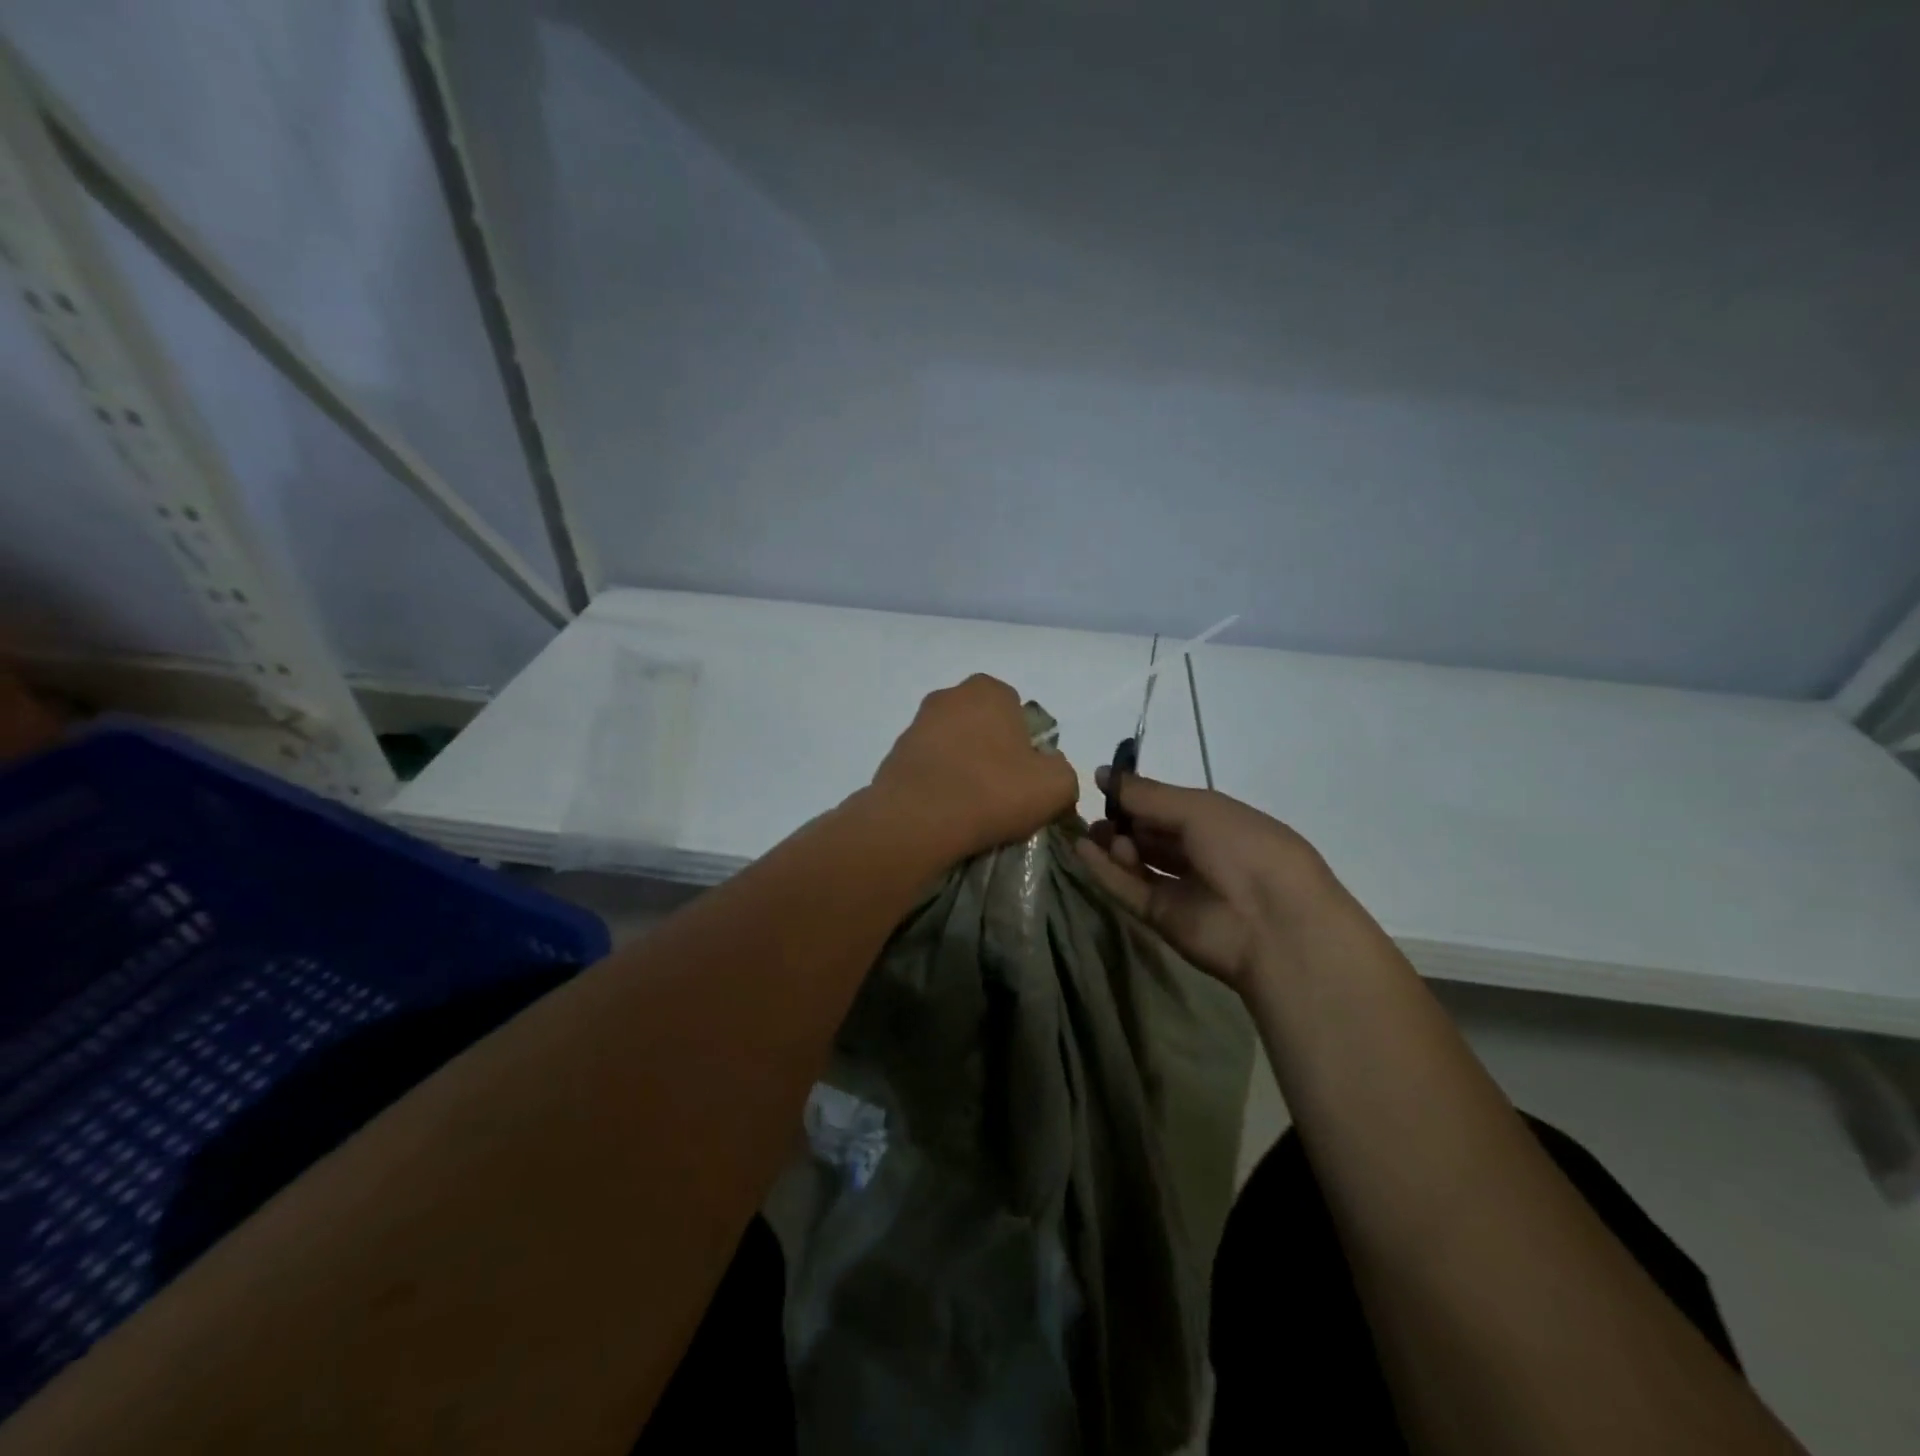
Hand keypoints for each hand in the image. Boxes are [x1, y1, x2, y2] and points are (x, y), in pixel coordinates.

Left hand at [867, 674, 1081, 863]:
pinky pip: (930, 767)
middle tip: (1003, 792)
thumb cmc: (993, 790)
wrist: (917, 819)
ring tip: (972, 806)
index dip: (1027, 746)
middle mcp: (950, 696)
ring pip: (955, 746)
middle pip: (984, 726)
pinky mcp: (895, 753)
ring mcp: (917, 723)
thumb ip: (1063, 771)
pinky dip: (940, 782)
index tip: (1026, 778)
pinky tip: (946, 810)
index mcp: (990, 690)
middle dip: (994, 753)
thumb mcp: (1056, 786)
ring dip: (964, 767)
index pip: (1019, 713)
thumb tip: (1049, 773)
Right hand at [1076, 769, 1346, 990]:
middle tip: (1095, 811)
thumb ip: (1147, 795)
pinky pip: (1128, 888)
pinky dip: (1104, 870)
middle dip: (1122, 820)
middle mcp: (1200, 853)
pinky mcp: (1161, 916)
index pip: (1169, 805)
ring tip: (1094, 832)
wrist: (1274, 925)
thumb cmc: (1244, 849)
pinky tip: (1081, 849)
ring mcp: (1180, 887)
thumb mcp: (1198, 809)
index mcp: (1218, 822)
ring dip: (1113, 844)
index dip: (1138, 794)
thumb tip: (1101, 774)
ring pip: (1138, 861)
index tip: (1103, 782)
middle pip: (1151, 833)